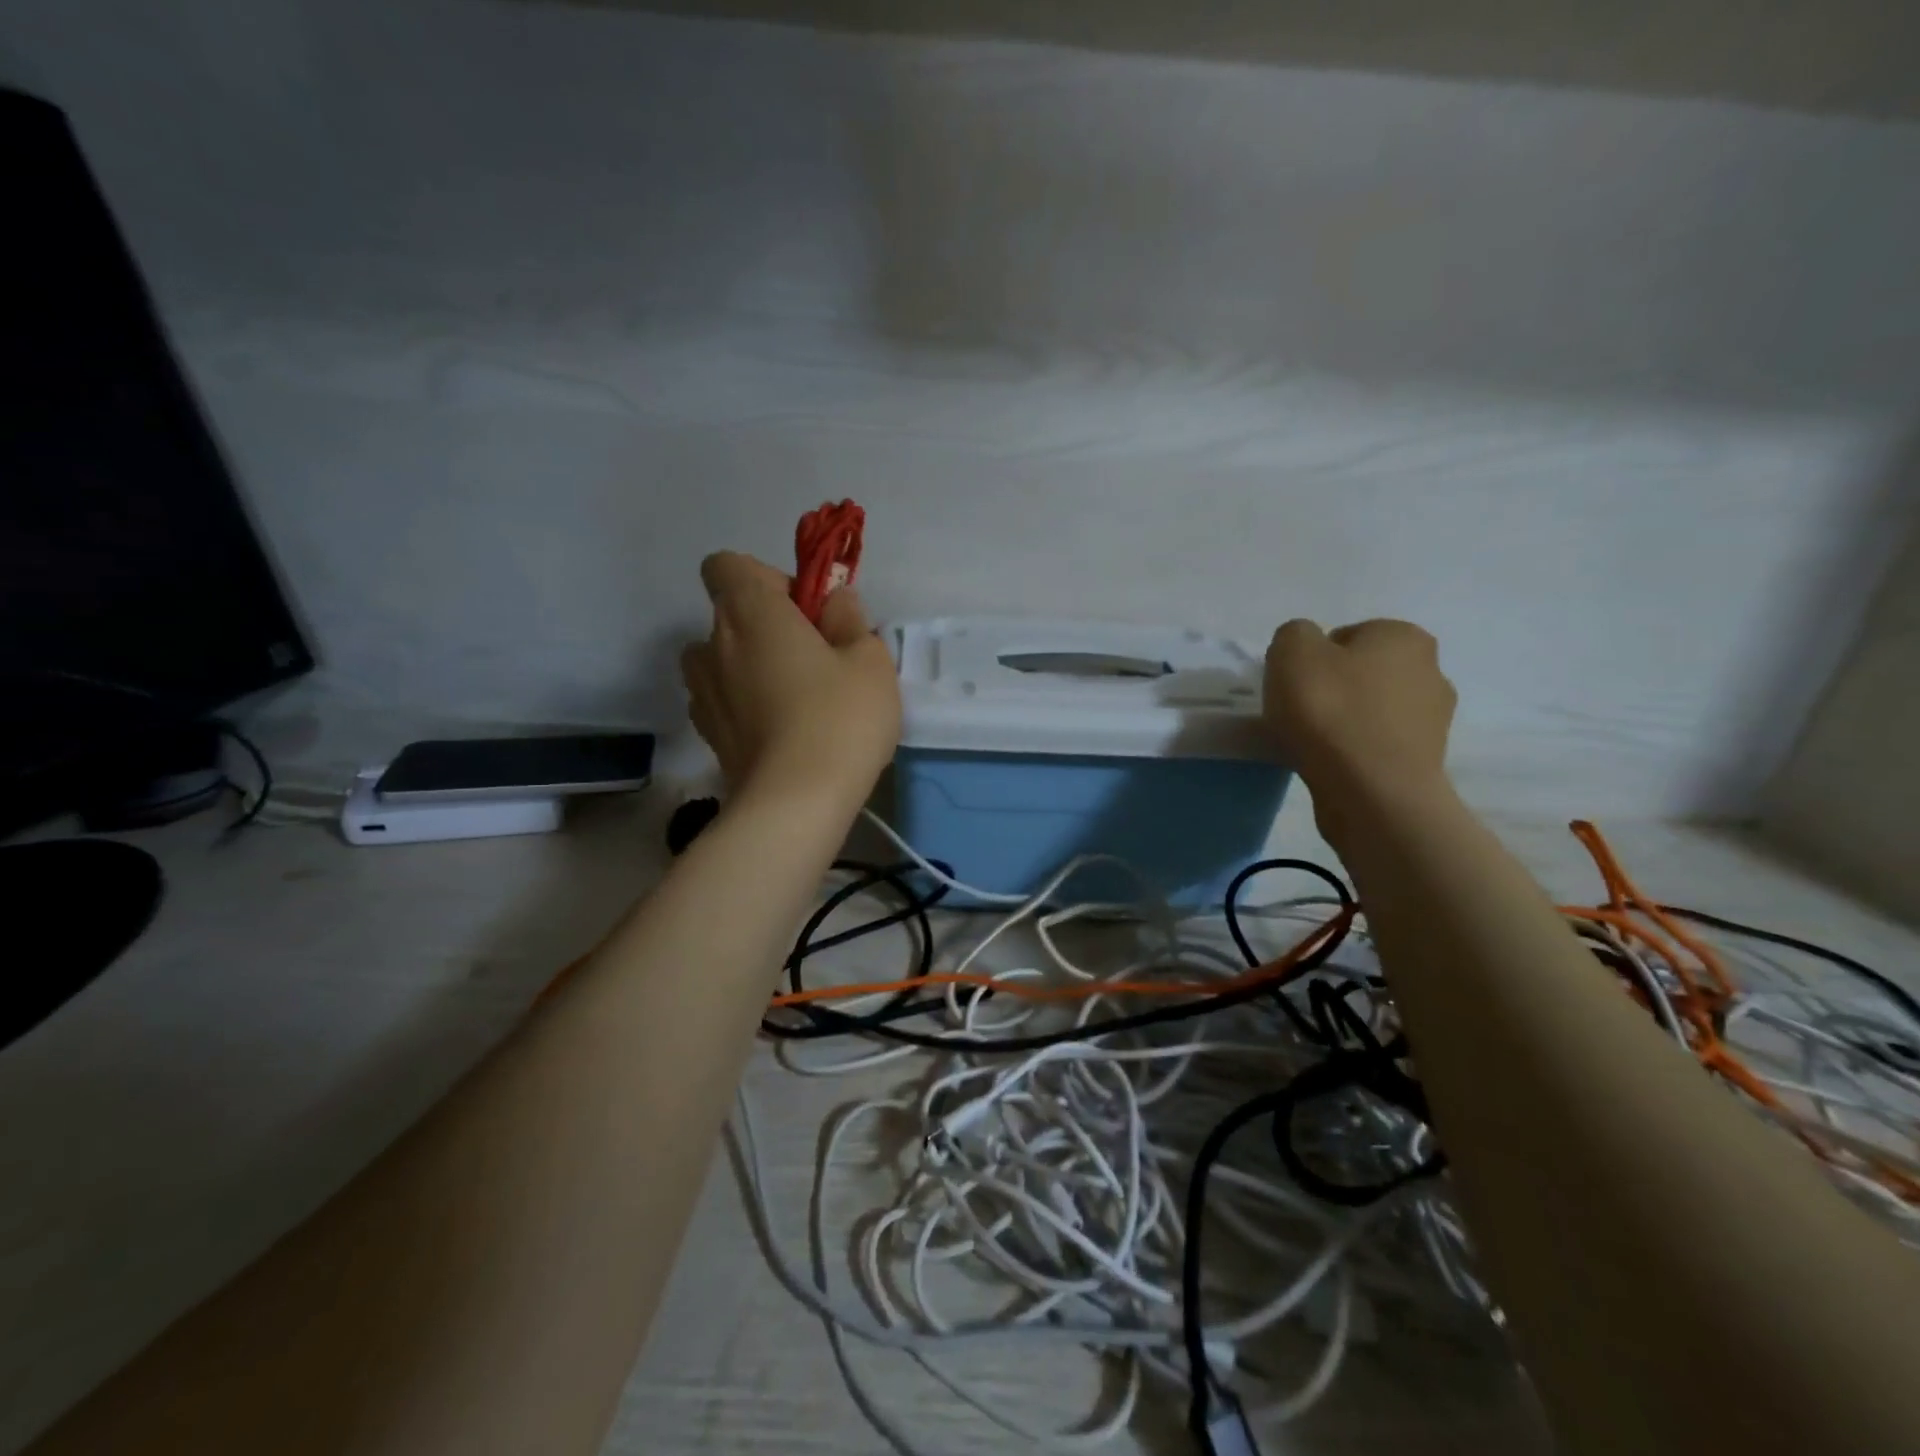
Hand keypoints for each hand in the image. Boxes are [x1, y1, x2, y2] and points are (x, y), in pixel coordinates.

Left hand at [681, 552, 901, 798]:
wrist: (794, 804)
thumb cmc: (839, 718)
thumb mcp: (869, 660)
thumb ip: (850, 619)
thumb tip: (834, 602)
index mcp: (750, 612)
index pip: (727, 565)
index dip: (766, 579)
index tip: (804, 611)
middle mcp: (713, 644)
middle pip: (729, 614)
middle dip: (767, 626)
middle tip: (814, 660)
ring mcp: (703, 693)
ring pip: (721, 659)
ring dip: (749, 665)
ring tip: (793, 699)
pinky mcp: (708, 734)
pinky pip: (722, 700)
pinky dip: (744, 704)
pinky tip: (780, 732)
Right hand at [1263, 619, 1456, 848]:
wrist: (1371, 793)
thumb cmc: (1331, 711)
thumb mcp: (1291, 651)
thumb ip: (1294, 635)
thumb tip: (1305, 649)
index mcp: (1403, 636)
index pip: (1345, 636)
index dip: (1312, 659)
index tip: (1294, 685)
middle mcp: (1430, 670)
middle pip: (1361, 673)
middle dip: (1332, 689)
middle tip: (1299, 713)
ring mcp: (1433, 720)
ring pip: (1370, 711)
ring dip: (1344, 722)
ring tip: (1311, 745)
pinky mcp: (1424, 761)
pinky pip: (1376, 745)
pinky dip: (1354, 751)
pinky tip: (1331, 765)